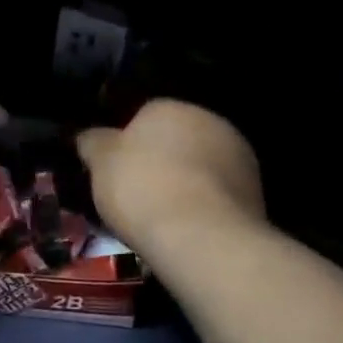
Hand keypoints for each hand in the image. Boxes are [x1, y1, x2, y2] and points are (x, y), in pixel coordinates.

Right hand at [77, 99, 264, 258]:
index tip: (115, 173)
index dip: (126, 145)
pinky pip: (218, 193)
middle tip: (137, 195)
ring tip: (163, 216)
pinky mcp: (255, 190)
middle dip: (160, 161)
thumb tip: (88, 136)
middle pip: (176, 139)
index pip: (143, 116)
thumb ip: (92, 143)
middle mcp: (209, 120)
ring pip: (200, 166)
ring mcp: (238, 154)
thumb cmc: (141, 189)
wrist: (200, 235)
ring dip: (185, 183)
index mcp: (169, 106)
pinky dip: (204, 205)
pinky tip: (188, 228)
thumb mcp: (100, 163)